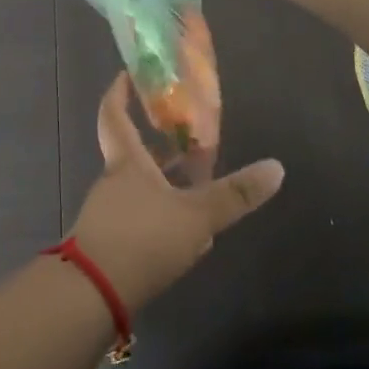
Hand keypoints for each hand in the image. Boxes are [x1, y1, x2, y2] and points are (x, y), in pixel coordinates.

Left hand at [69, 74, 283, 313]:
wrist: (92, 294)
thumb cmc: (142, 238)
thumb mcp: (196, 216)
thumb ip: (235, 195)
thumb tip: (277, 167)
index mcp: (127, 162)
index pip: (114, 115)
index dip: (118, 92)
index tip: (126, 74)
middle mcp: (113, 181)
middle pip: (131, 152)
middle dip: (156, 143)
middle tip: (185, 136)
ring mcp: (107, 214)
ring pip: (137, 187)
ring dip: (161, 181)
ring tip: (195, 183)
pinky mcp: (108, 244)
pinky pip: (136, 216)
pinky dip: (157, 213)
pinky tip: (182, 231)